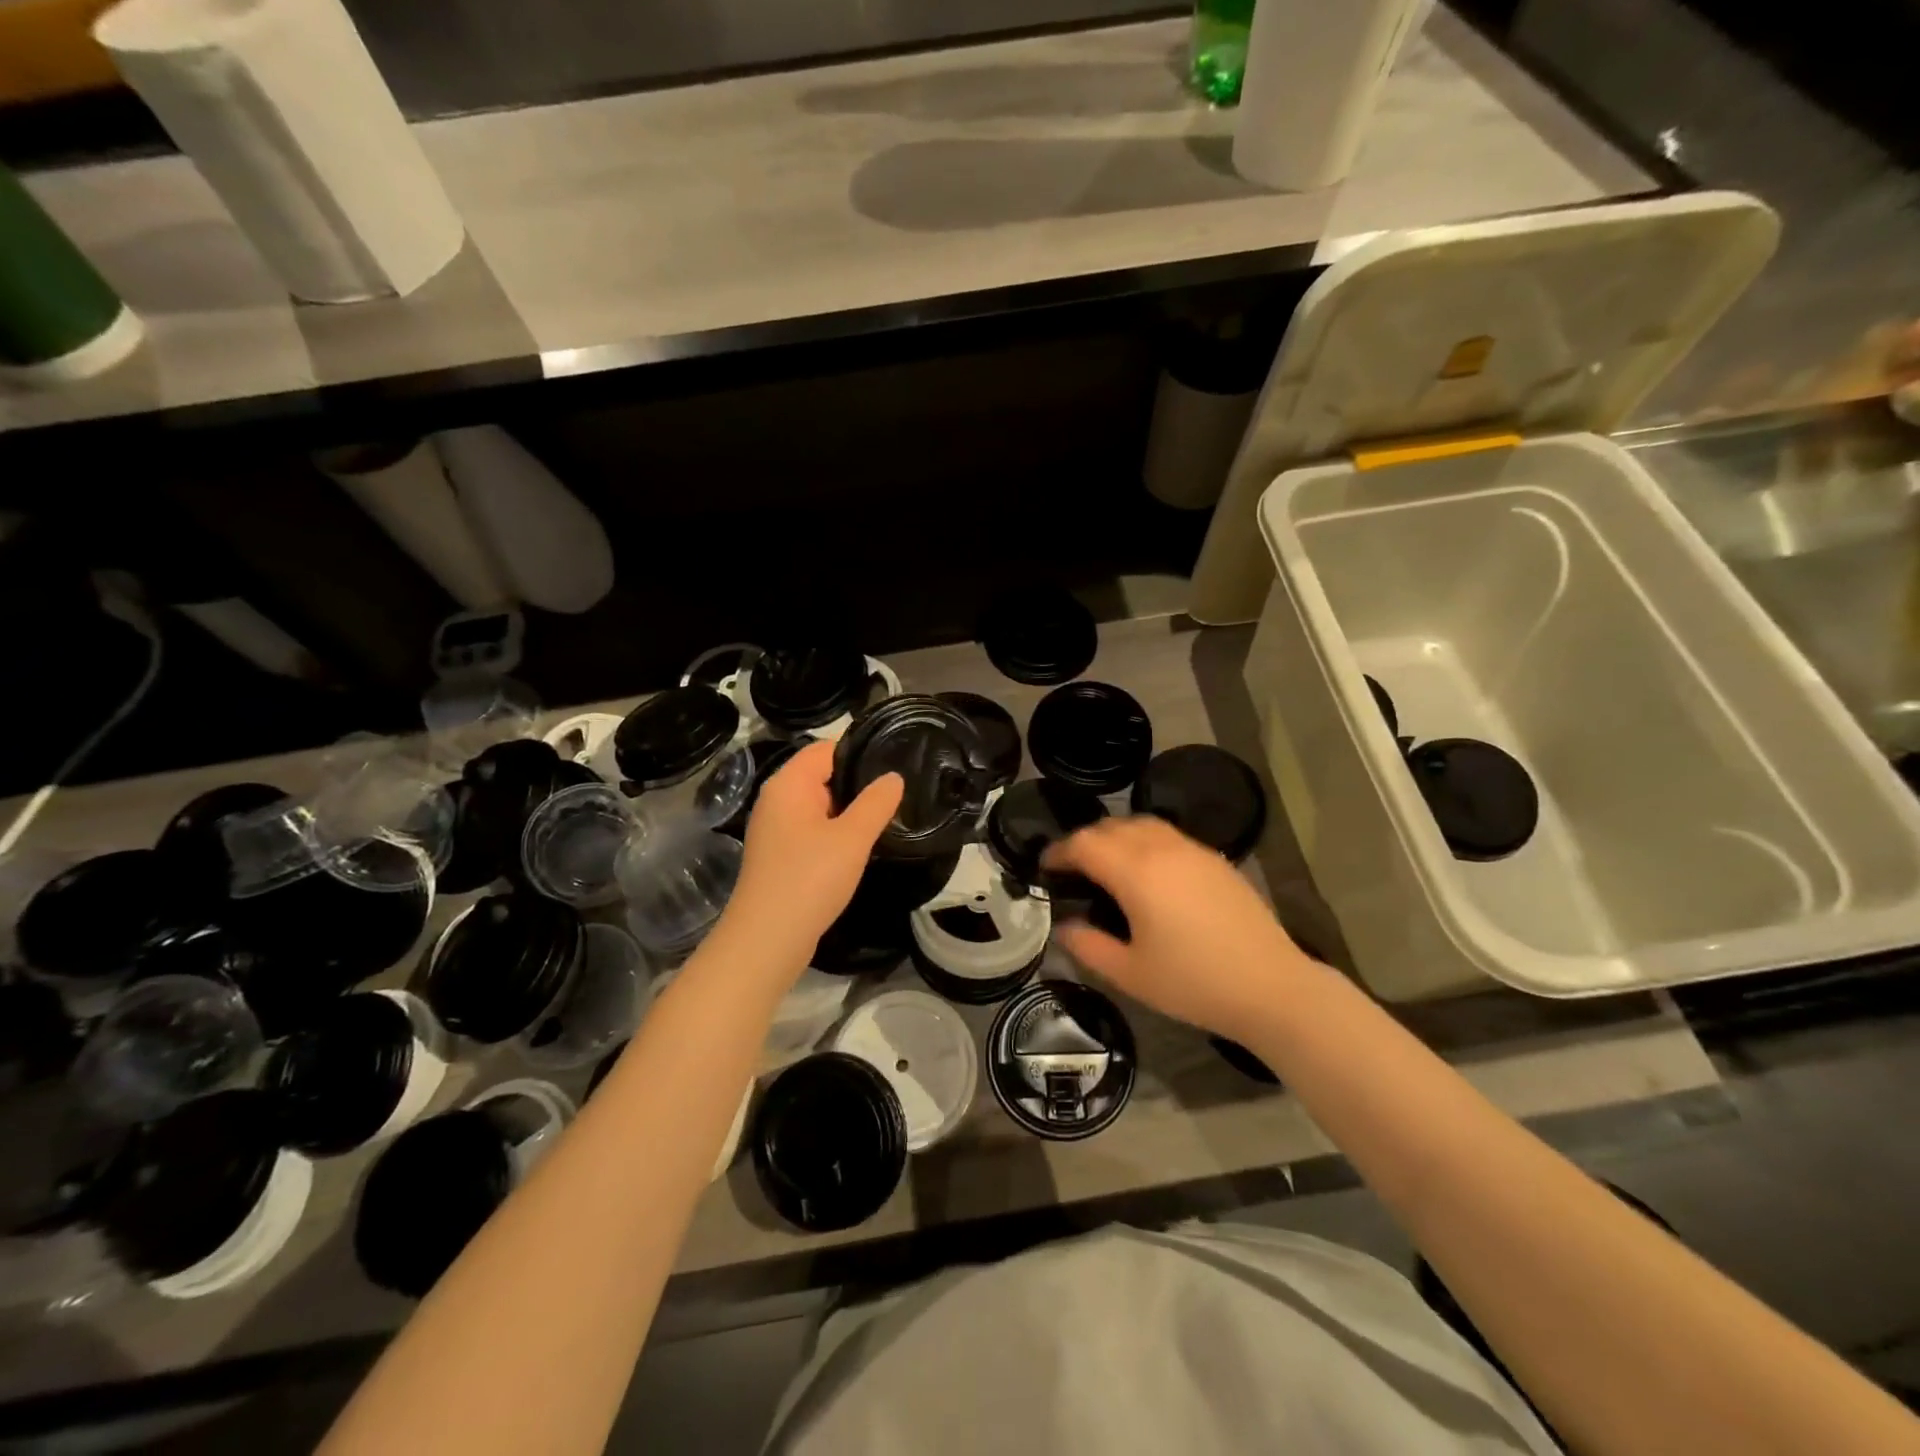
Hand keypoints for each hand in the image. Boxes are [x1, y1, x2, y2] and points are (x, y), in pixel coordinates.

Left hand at [724, 741, 901, 967]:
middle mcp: (777, 800)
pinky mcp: (780, 856)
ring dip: (849, 812)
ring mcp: (776, 829)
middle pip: (822, 776)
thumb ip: (876, 803)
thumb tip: (893, 777)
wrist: (767, 940)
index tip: (895, 764)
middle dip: (858, 784)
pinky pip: (813, 831)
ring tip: (887, 818)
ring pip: (820, 806)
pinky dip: (836, 834)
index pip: (826, 749)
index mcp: (788, 784)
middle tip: (898, 793)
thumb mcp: (852, 838)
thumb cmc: (810, 879)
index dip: (860, 752)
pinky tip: (860, 847)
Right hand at [1043, 816, 1317, 1042]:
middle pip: (1111, 827)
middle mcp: (1162, 848)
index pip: (1084, 844)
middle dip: (1084, 841)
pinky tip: (1149, 873)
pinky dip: (1145, 841)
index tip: (1045, 866)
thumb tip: (1064, 926)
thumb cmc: (1194, 983)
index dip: (1059, 851)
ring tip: (1107, 865)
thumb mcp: (1130, 974)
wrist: (1272, 987)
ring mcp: (1193, 850)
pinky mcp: (1215, 859)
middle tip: (1072, 869)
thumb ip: (1088, 946)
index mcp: (1136, 872)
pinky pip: (1168, 835)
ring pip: (1142, 824)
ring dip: (1115, 836)